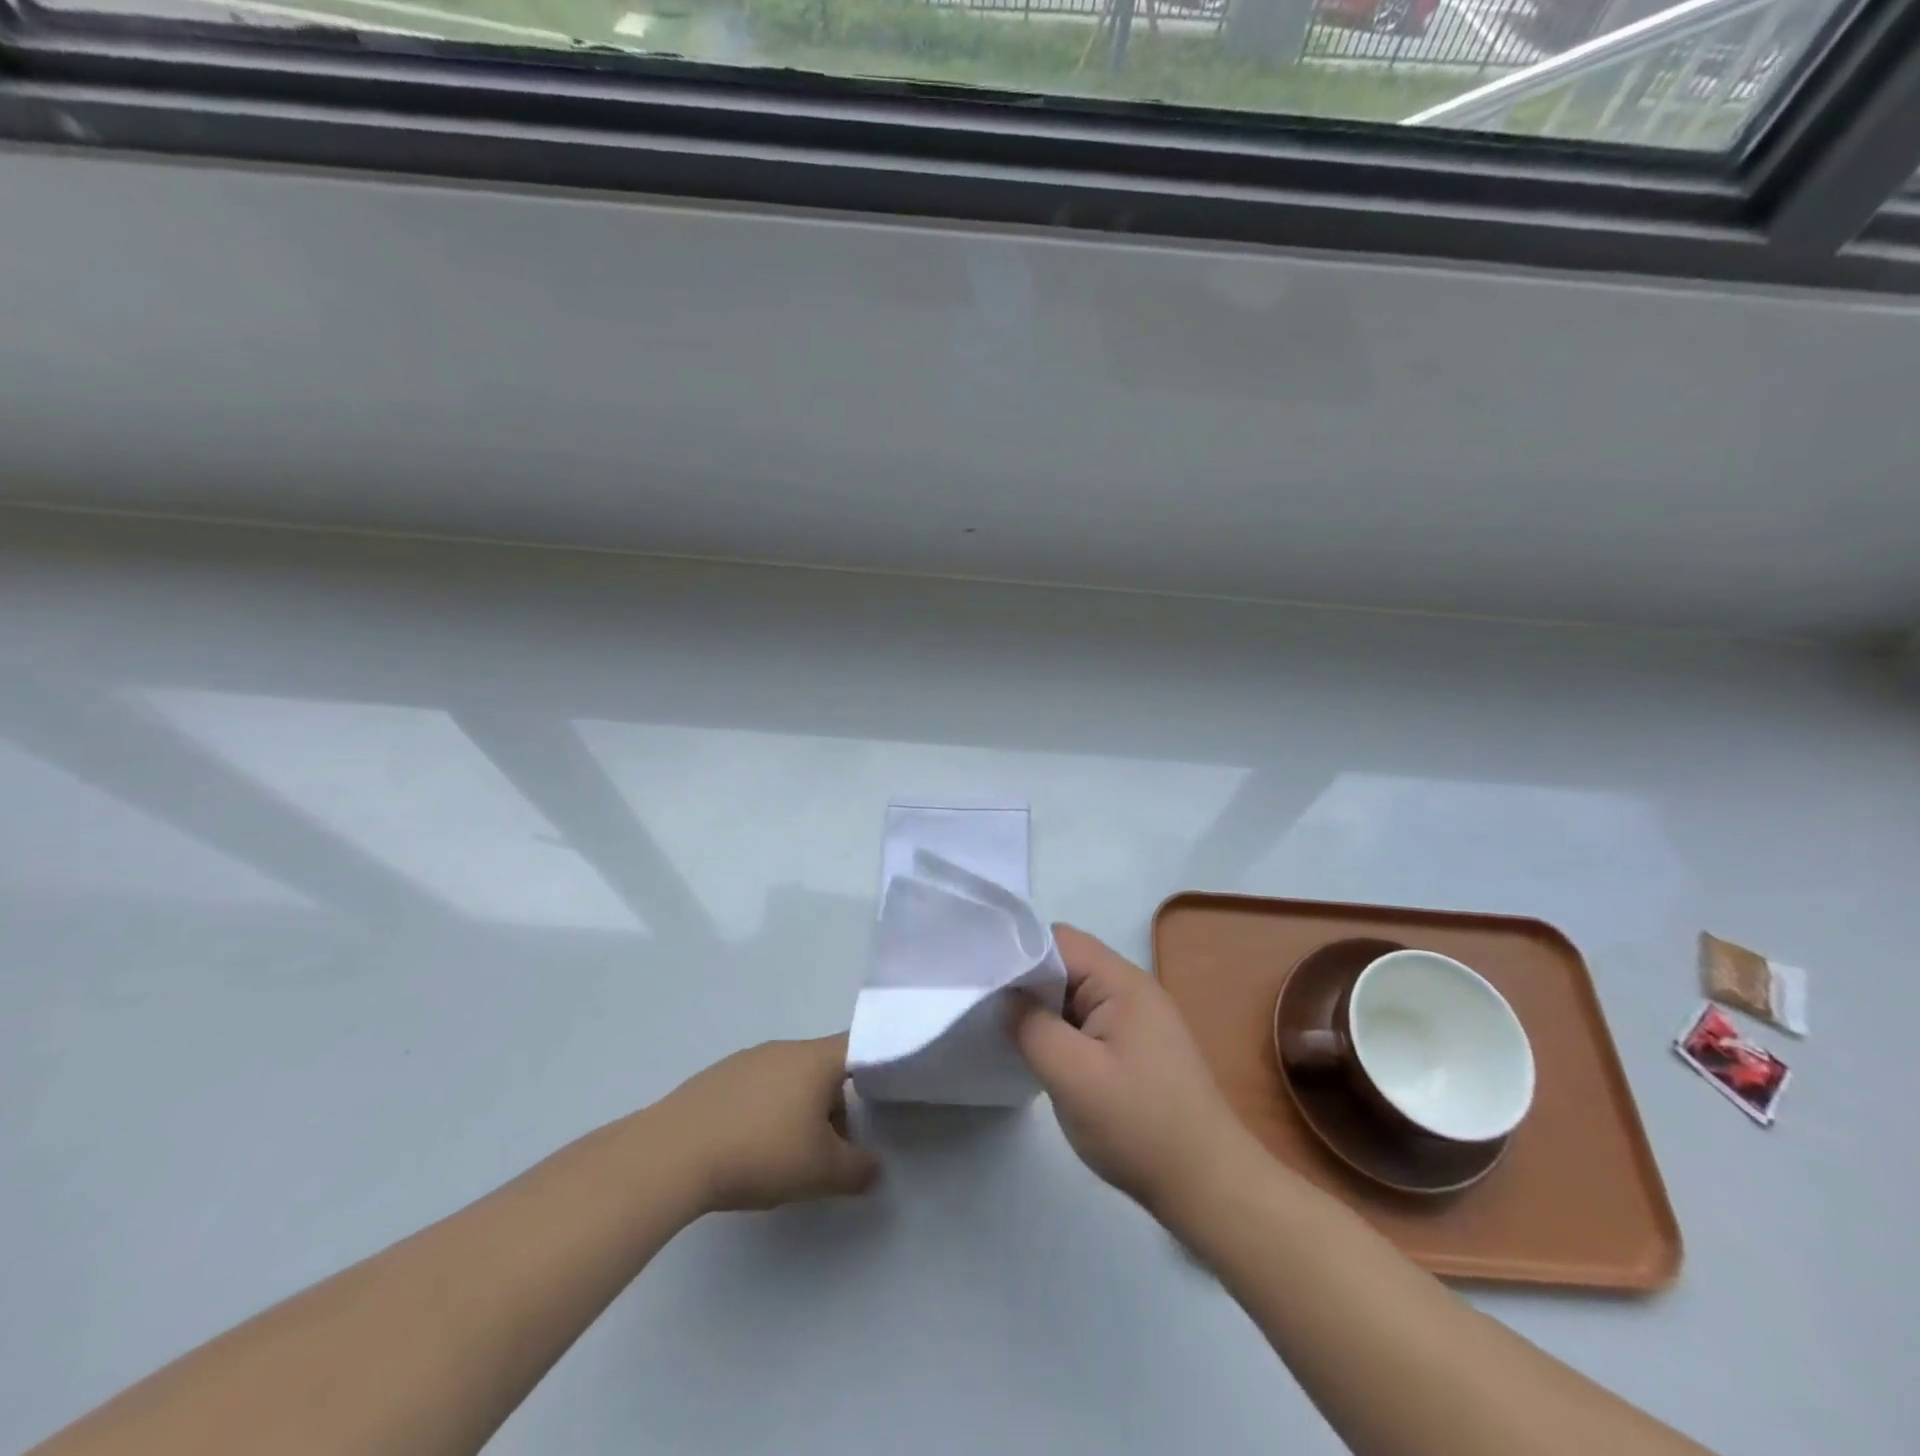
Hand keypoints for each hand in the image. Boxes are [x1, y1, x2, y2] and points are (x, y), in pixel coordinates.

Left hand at [661, 1033, 880, 1213]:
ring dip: (797, 1109)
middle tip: (829, 1148)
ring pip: (788, 1078)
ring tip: (785, 1155)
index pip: (858, 1046)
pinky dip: (763, 1111)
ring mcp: (745, 1060)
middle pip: (822, 1068)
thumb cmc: (761, 1152)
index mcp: (815, 1059)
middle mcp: (783, 1049)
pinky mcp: (715, 1078)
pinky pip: (755, 1088)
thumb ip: (857, 1170)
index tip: (879, 1097)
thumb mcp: (821, 1172)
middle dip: (832, 1105)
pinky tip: (747, 1148)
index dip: (874, 1066)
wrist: (673, 1155)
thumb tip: (875, 1168)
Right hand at [1012, 927, 1258, 1217]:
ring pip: (1074, 995)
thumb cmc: (1139, 1125)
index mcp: (1122, 981)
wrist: (1208, 1186)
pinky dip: (1061, 1030)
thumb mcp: (1073, 1076)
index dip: (1019, 953)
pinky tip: (1040, 1055)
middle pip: (1066, 964)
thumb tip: (1005, 998)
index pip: (1059, 941)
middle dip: (1027, 983)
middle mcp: (1131, 988)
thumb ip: (1032, 1027)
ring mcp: (1136, 1018)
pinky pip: (1087, 1021)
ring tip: (1004, 1031)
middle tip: (986, 1007)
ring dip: (1043, 1010)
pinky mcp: (1135, 1046)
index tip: (983, 979)